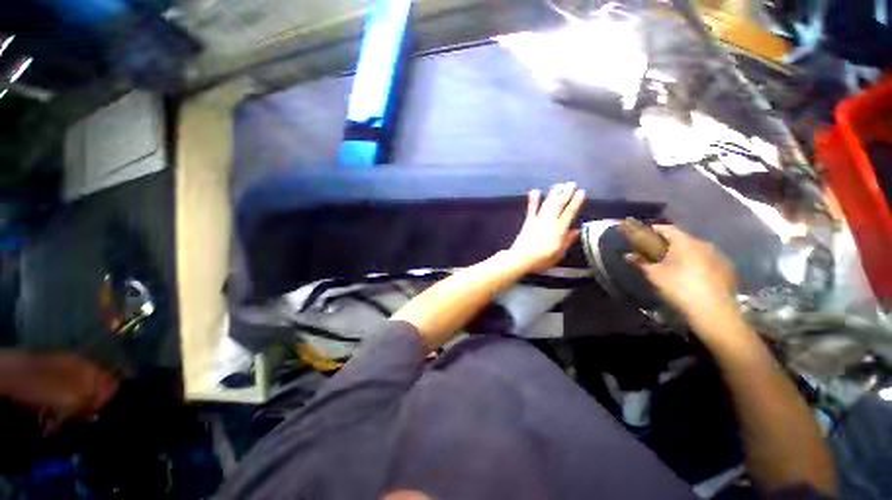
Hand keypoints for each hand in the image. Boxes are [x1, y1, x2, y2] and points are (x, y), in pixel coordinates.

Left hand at [509, 182, 584, 272]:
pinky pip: (531, 209)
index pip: (570, 213)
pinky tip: (535, 190)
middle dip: (566, 193)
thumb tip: (576, 230)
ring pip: (547, 204)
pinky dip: (533, 200)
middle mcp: (549, 221)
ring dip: (553, 193)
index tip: (582, 192)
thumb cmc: (542, 259)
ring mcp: (538, 220)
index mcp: (559, 229)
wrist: (521, 258)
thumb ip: (568, 240)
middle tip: (571, 184)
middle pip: (559, 205)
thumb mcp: (559, 253)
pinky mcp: (528, 222)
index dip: (576, 202)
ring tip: (559, 185)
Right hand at [628, 225, 738, 326]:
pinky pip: (708, 260)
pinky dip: (697, 263)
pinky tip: (691, 276)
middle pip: (682, 238)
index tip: (642, 235)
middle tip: (655, 252)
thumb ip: (640, 262)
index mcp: (685, 242)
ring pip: (696, 249)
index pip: (666, 228)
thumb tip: (627, 255)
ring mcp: (719, 256)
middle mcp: (704, 244)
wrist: (714, 311)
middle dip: (668, 243)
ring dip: (684, 253)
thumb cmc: (679, 288)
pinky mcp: (728, 269)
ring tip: (673, 264)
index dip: (653, 230)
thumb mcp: (654, 275)